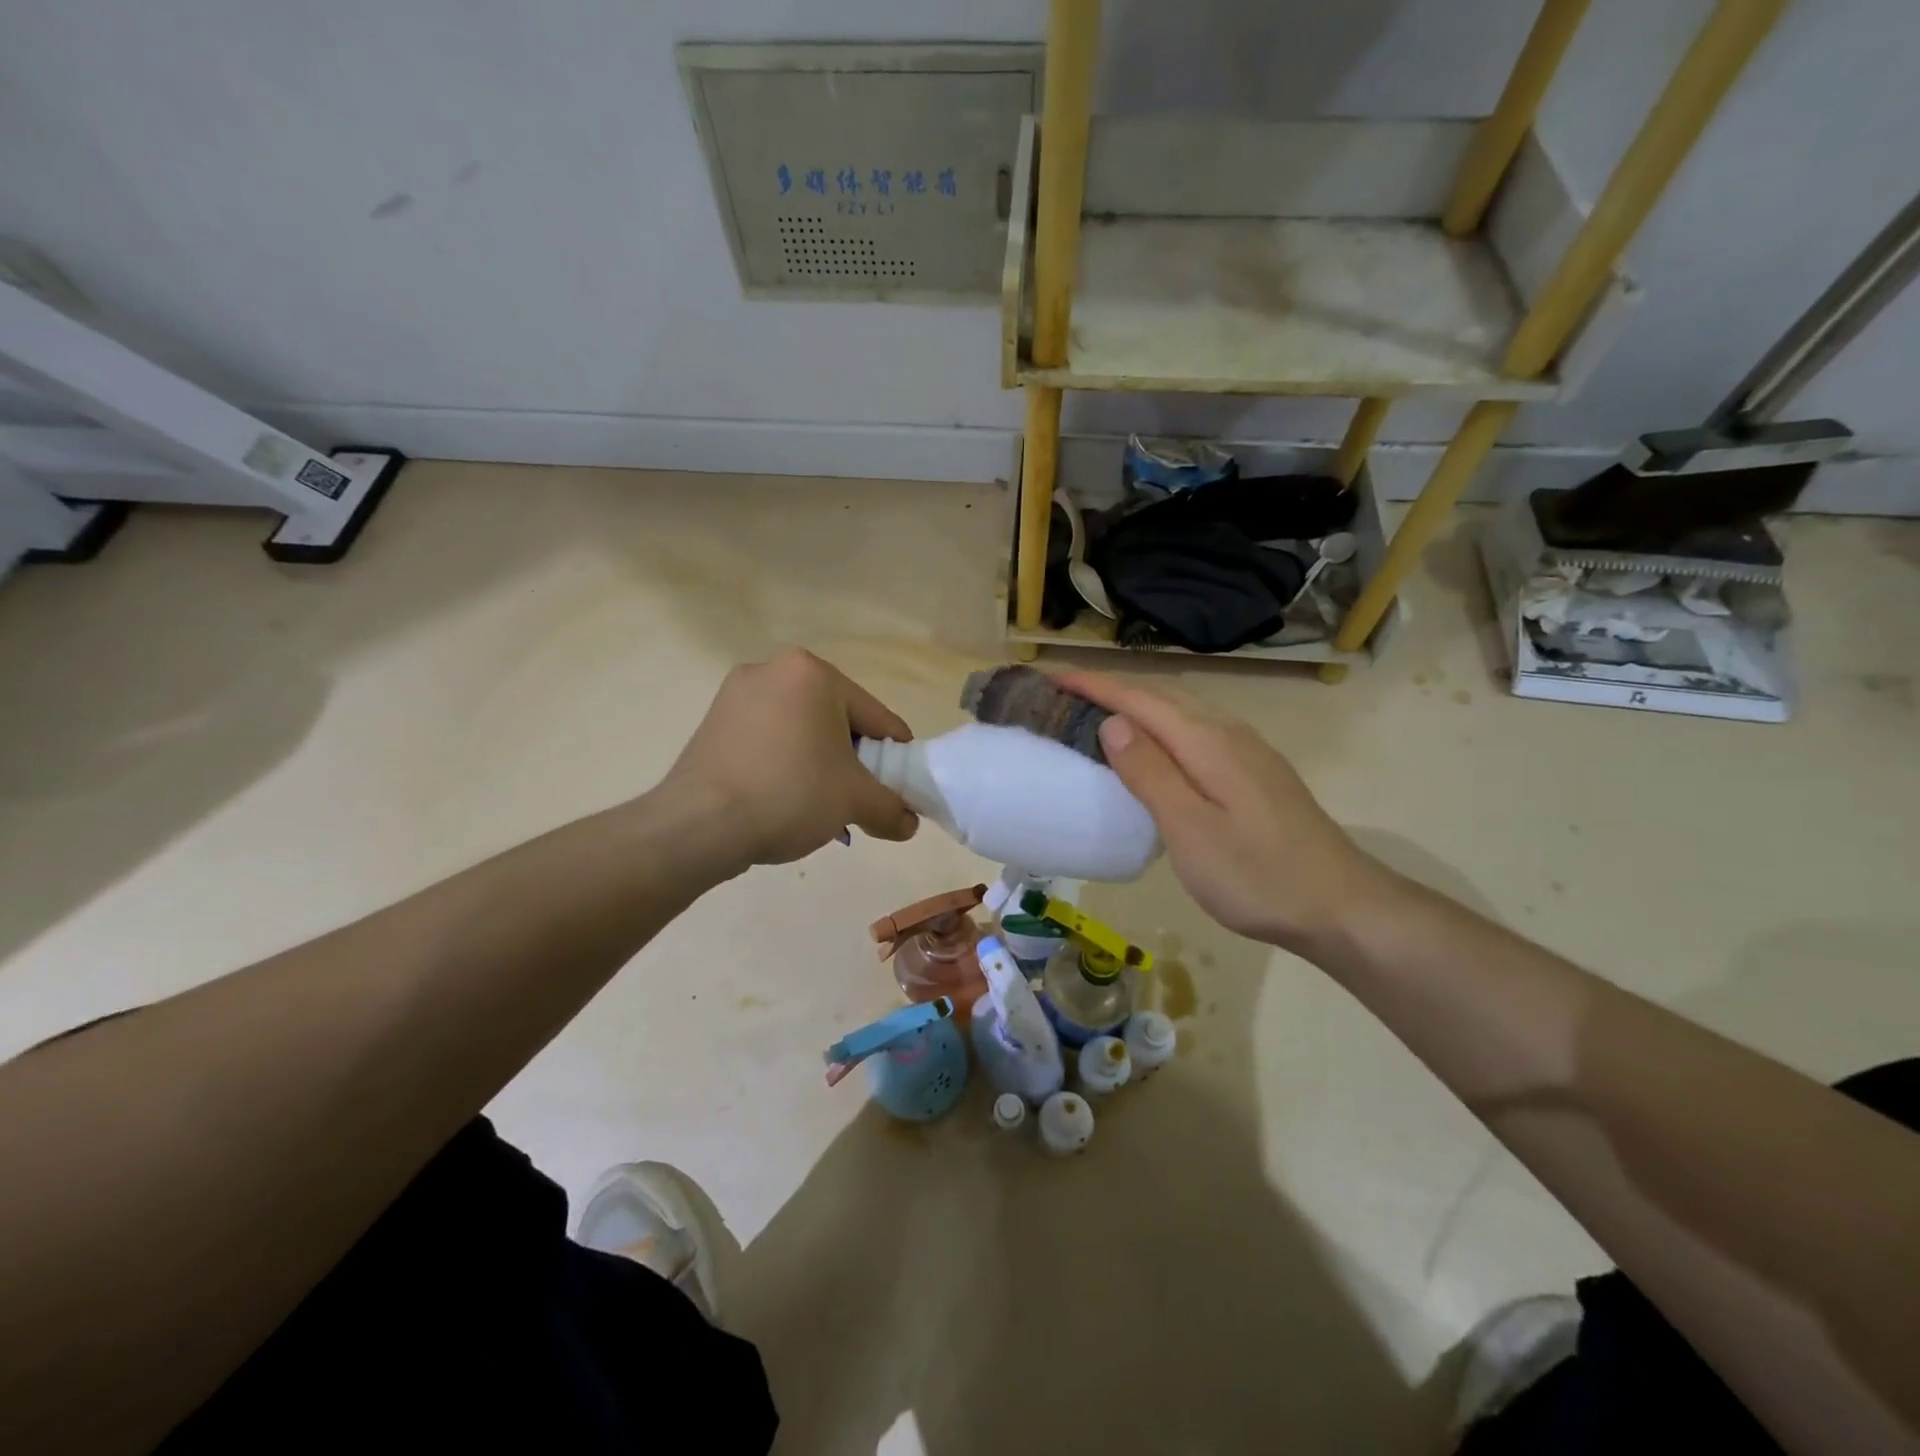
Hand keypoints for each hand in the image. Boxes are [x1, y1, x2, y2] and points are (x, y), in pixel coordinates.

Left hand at [664, 649, 919, 867]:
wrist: (697, 826)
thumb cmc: (789, 795)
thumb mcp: (854, 802)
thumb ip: (892, 808)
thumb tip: (909, 824)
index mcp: (813, 673)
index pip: (876, 717)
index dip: (895, 757)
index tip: (900, 789)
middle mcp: (773, 670)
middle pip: (837, 719)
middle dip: (852, 760)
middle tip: (858, 798)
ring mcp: (736, 694)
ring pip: (801, 730)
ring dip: (819, 763)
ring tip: (820, 804)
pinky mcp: (713, 722)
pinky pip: (768, 739)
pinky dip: (784, 764)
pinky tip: (783, 798)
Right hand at [1057, 671, 1389, 950]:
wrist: (1342, 907)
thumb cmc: (1257, 875)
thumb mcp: (1190, 829)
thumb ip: (1150, 772)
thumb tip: (1112, 723)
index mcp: (1208, 741)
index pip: (1140, 699)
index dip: (1095, 685)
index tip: (1054, 679)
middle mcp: (1229, 733)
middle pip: (1162, 696)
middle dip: (1113, 688)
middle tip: (1068, 696)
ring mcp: (1248, 752)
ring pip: (1183, 712)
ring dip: (1139, 706)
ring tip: (1101, 716)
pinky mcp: (1256, 773)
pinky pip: (1197, 733)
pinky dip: (1162, 728)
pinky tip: (1155, 752)